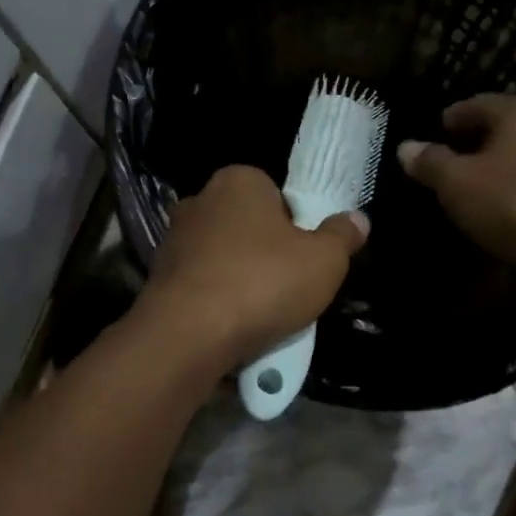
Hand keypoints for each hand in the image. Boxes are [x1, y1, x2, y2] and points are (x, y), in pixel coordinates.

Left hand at [140, 165, 368, 370]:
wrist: (189, 334)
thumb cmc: (263, 282)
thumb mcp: (324, 260)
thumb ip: (342, 236)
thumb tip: (357, 220)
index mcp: (238, 180)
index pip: (275, 193)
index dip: (296, 224)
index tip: (307, 256)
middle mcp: (199, 201)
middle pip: (248, 226)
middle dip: (267, 253)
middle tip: (290, 286)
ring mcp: (173, 240)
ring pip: (224, 259)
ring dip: (241, 280)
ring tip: (263, 315)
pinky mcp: (158, 279)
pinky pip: (202, 287)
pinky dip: (217, 303)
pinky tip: (233, 329)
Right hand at [396, 95, 515, 283]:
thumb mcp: (458, 184)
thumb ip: (430, 163)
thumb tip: (406, 147)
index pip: (474, 104)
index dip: (448, 121)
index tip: (431, 138)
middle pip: (502, 128)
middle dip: (474, 145)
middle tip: (447, 167)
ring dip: (499, 169)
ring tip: (473, 192)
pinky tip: (506, 211)